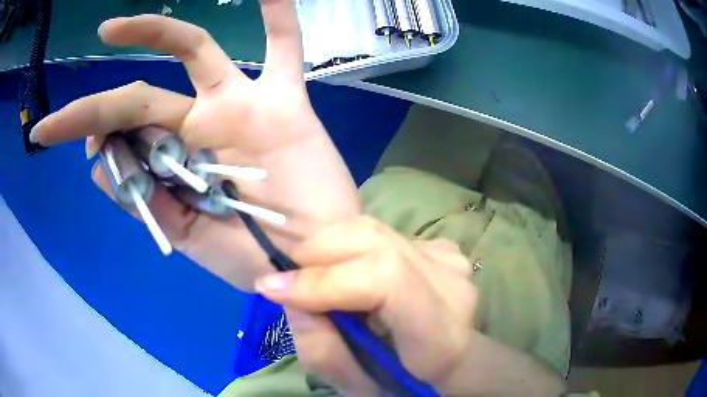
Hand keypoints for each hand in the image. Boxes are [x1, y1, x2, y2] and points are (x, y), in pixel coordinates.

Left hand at [30, 3, 359, 289]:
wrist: (311, 259)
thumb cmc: (253, 258)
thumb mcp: (186, 239)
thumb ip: (142, 201)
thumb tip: (97, 163)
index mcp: (174, 165)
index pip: (121, 137)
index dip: (87, 134)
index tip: (57, 140)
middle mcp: (198, 127)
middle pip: (137, 98)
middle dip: (91, 106)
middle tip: (51, 122)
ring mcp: (240, 107)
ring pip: (196, 51)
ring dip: (155, 31)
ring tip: (109, 29)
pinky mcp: (285, 101)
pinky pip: (284, 49)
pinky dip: (279, 20)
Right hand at [255, 217, 476, 393]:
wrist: (448, 360)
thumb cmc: (405, 380)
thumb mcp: (356, 385)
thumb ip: (321, 349)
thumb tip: (286, 293)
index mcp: (440, 331)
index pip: (386, 279)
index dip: (324, 280)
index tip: (271, 289)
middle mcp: (450, 281)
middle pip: (373, 240)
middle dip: (315, 253)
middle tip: (284, 278)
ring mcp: (446, 256)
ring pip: (371, 229)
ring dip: (326, 246)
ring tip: (307, 274)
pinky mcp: (438, 246)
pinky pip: (379, 234)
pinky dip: (346, 247)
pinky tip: (342, 270)